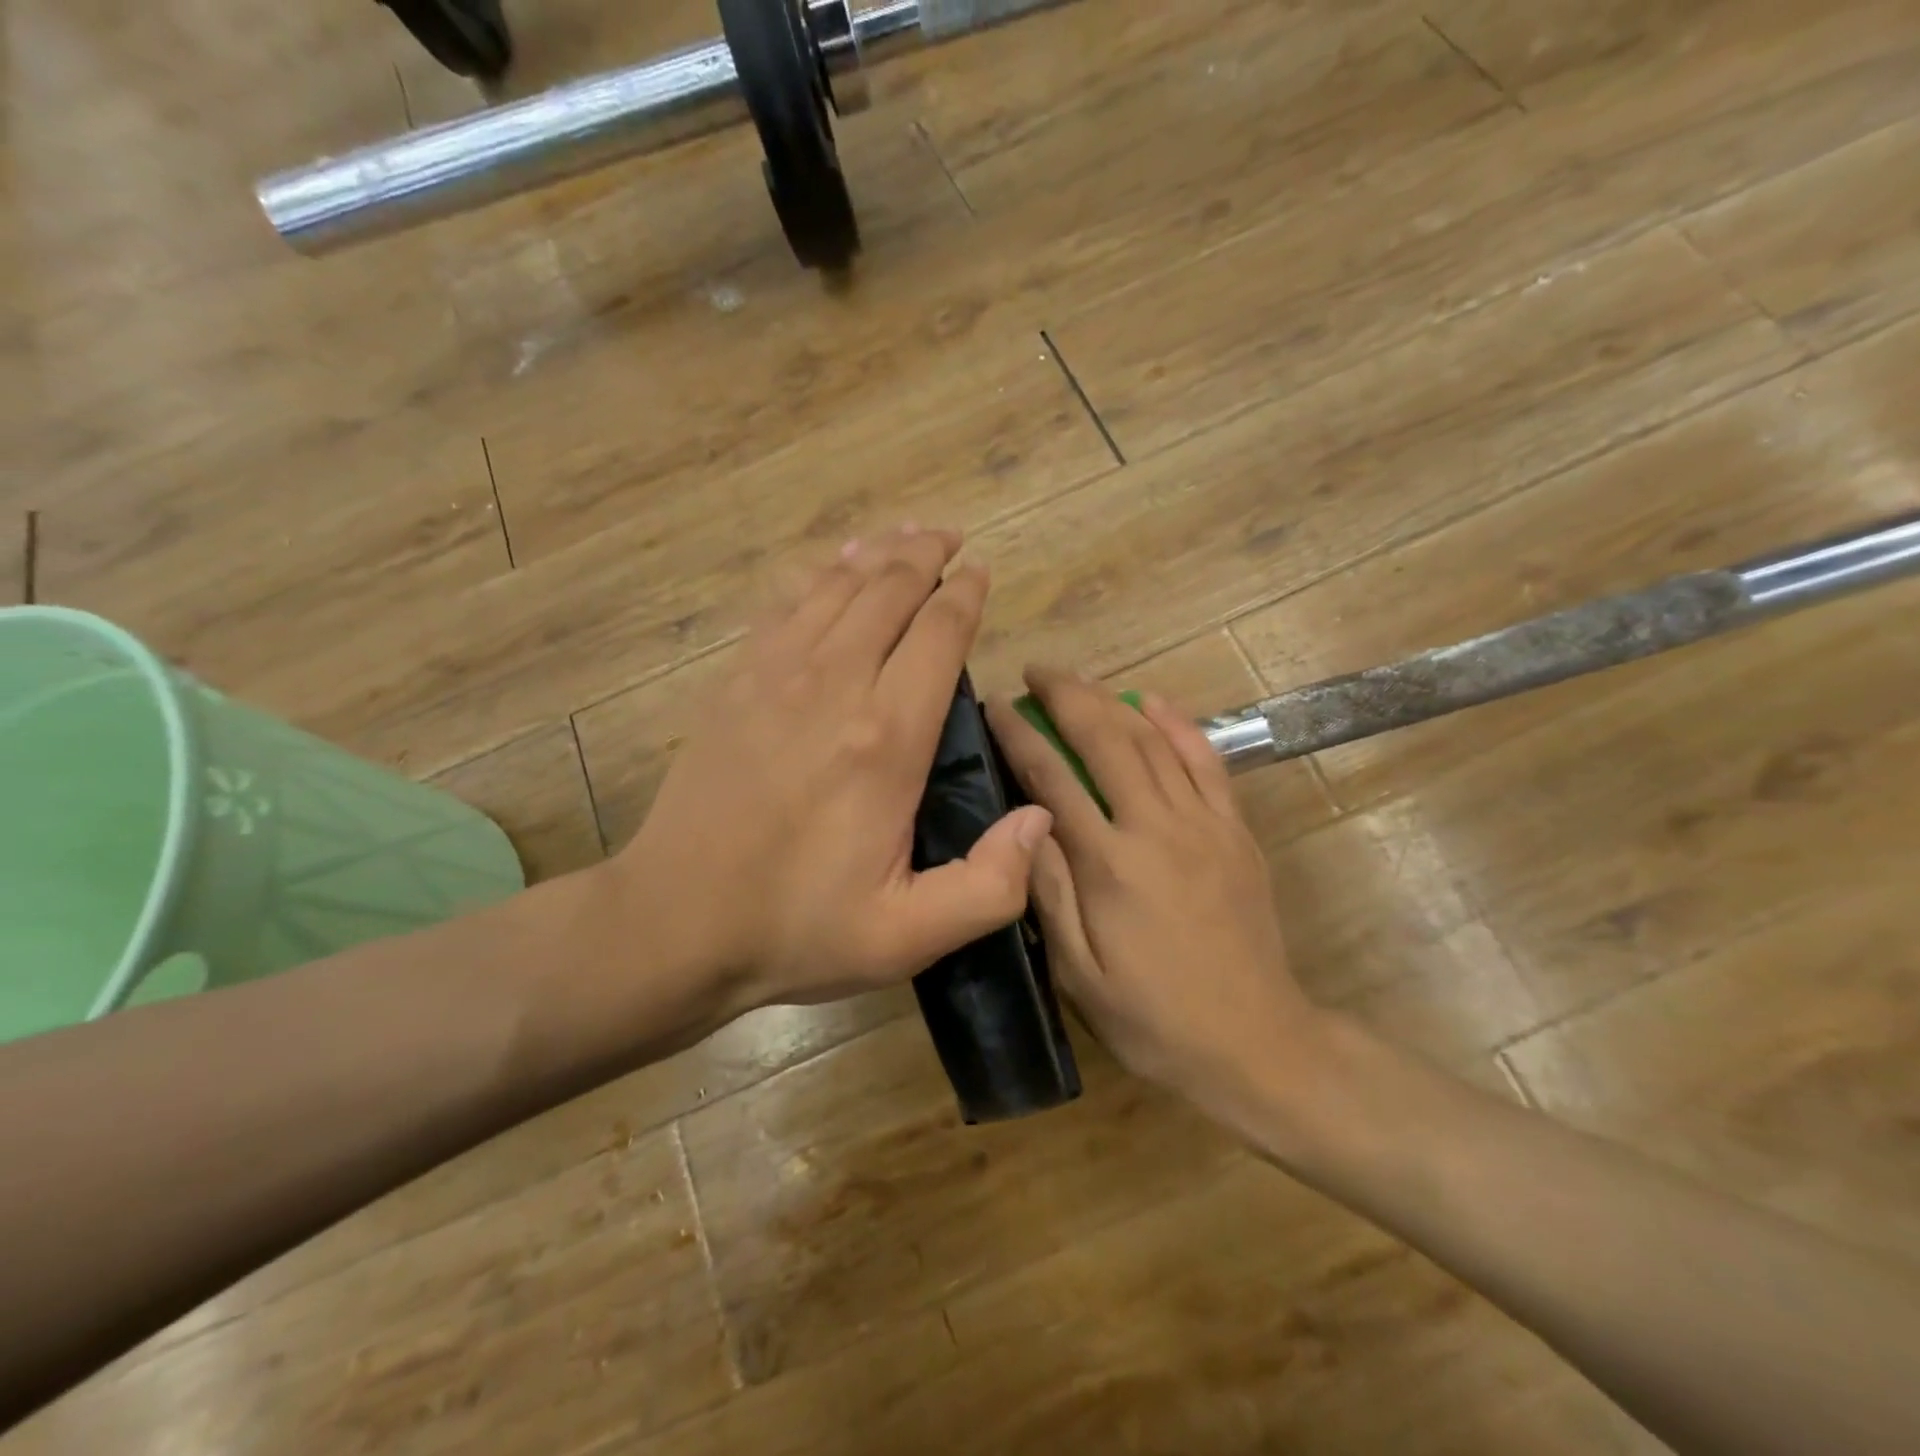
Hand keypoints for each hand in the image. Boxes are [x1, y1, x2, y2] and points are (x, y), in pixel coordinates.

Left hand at [619, 527, 1051, 1014]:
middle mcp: (835, 687)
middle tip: (950, 538)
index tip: (980, 571)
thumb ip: (990, 884)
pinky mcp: (735, 683)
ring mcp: (775, 676)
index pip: (938, 636)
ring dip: (876, 555)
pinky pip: (784, 606)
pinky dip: (817, 577)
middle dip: (925, 556)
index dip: (964, 595)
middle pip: (888, 593)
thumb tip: (1040, 816)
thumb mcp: (908, 935)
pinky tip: (831, 569)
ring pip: (836, 588)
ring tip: (903, 536)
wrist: (675, 923)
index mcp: (886, 740)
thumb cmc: (797, 928)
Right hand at [985, 670, 1319, 1124]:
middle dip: (1067, 696)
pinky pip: (1208, 761)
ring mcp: (1204, 824)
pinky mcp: (1236, 831)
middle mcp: (1157, 828)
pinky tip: (1153, 702)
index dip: (1020, 734)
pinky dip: (1179, 724)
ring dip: (1112, 700)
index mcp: (1110, 865)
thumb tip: (1023, 824)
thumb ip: (1048, 893)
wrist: (1255, 1041)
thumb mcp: (1078, 973)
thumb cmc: (1153, 1017)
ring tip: (1079, 679)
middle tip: (1035, 672)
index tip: (996, 704)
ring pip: (1154, 740)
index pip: (1053, 778)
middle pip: (1106, 740)